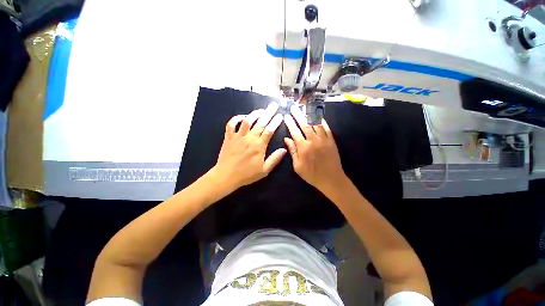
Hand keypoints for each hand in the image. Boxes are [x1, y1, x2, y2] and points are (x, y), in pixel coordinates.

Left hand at [212, 103, 285, 190]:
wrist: (226, 176)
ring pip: (247, 121)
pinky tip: (242, 117)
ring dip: (254, 114)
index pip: (269, 131)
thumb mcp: (264, 170)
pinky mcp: (229, 137)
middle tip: (273, 105)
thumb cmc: (246, 174)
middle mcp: (249, 138)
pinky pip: (231, 124)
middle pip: (260, 123)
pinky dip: (236, 119)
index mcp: (259, 146)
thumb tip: (284, 149)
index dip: (275, 122)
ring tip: (261, 110)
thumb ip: (274, 159)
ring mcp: (238, 137)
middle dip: (268, 113)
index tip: (280, 116)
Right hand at [284, 105, 345, 191]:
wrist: (331, 179)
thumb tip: (286, 139)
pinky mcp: (331, 140)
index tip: (286, 116)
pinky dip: (321, 120)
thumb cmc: (312, 175)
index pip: (295, 132)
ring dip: (309, 114)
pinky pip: (326, 128)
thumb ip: (292, 151)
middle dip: (298, 115)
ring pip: (315, 123)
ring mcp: (324, 139)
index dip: (290, 123)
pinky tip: (318, 115)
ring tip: (304, 107)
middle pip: (304, 124)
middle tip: (294, 107)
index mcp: (303, 147)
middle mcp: (313, 140)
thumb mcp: (298, 166)